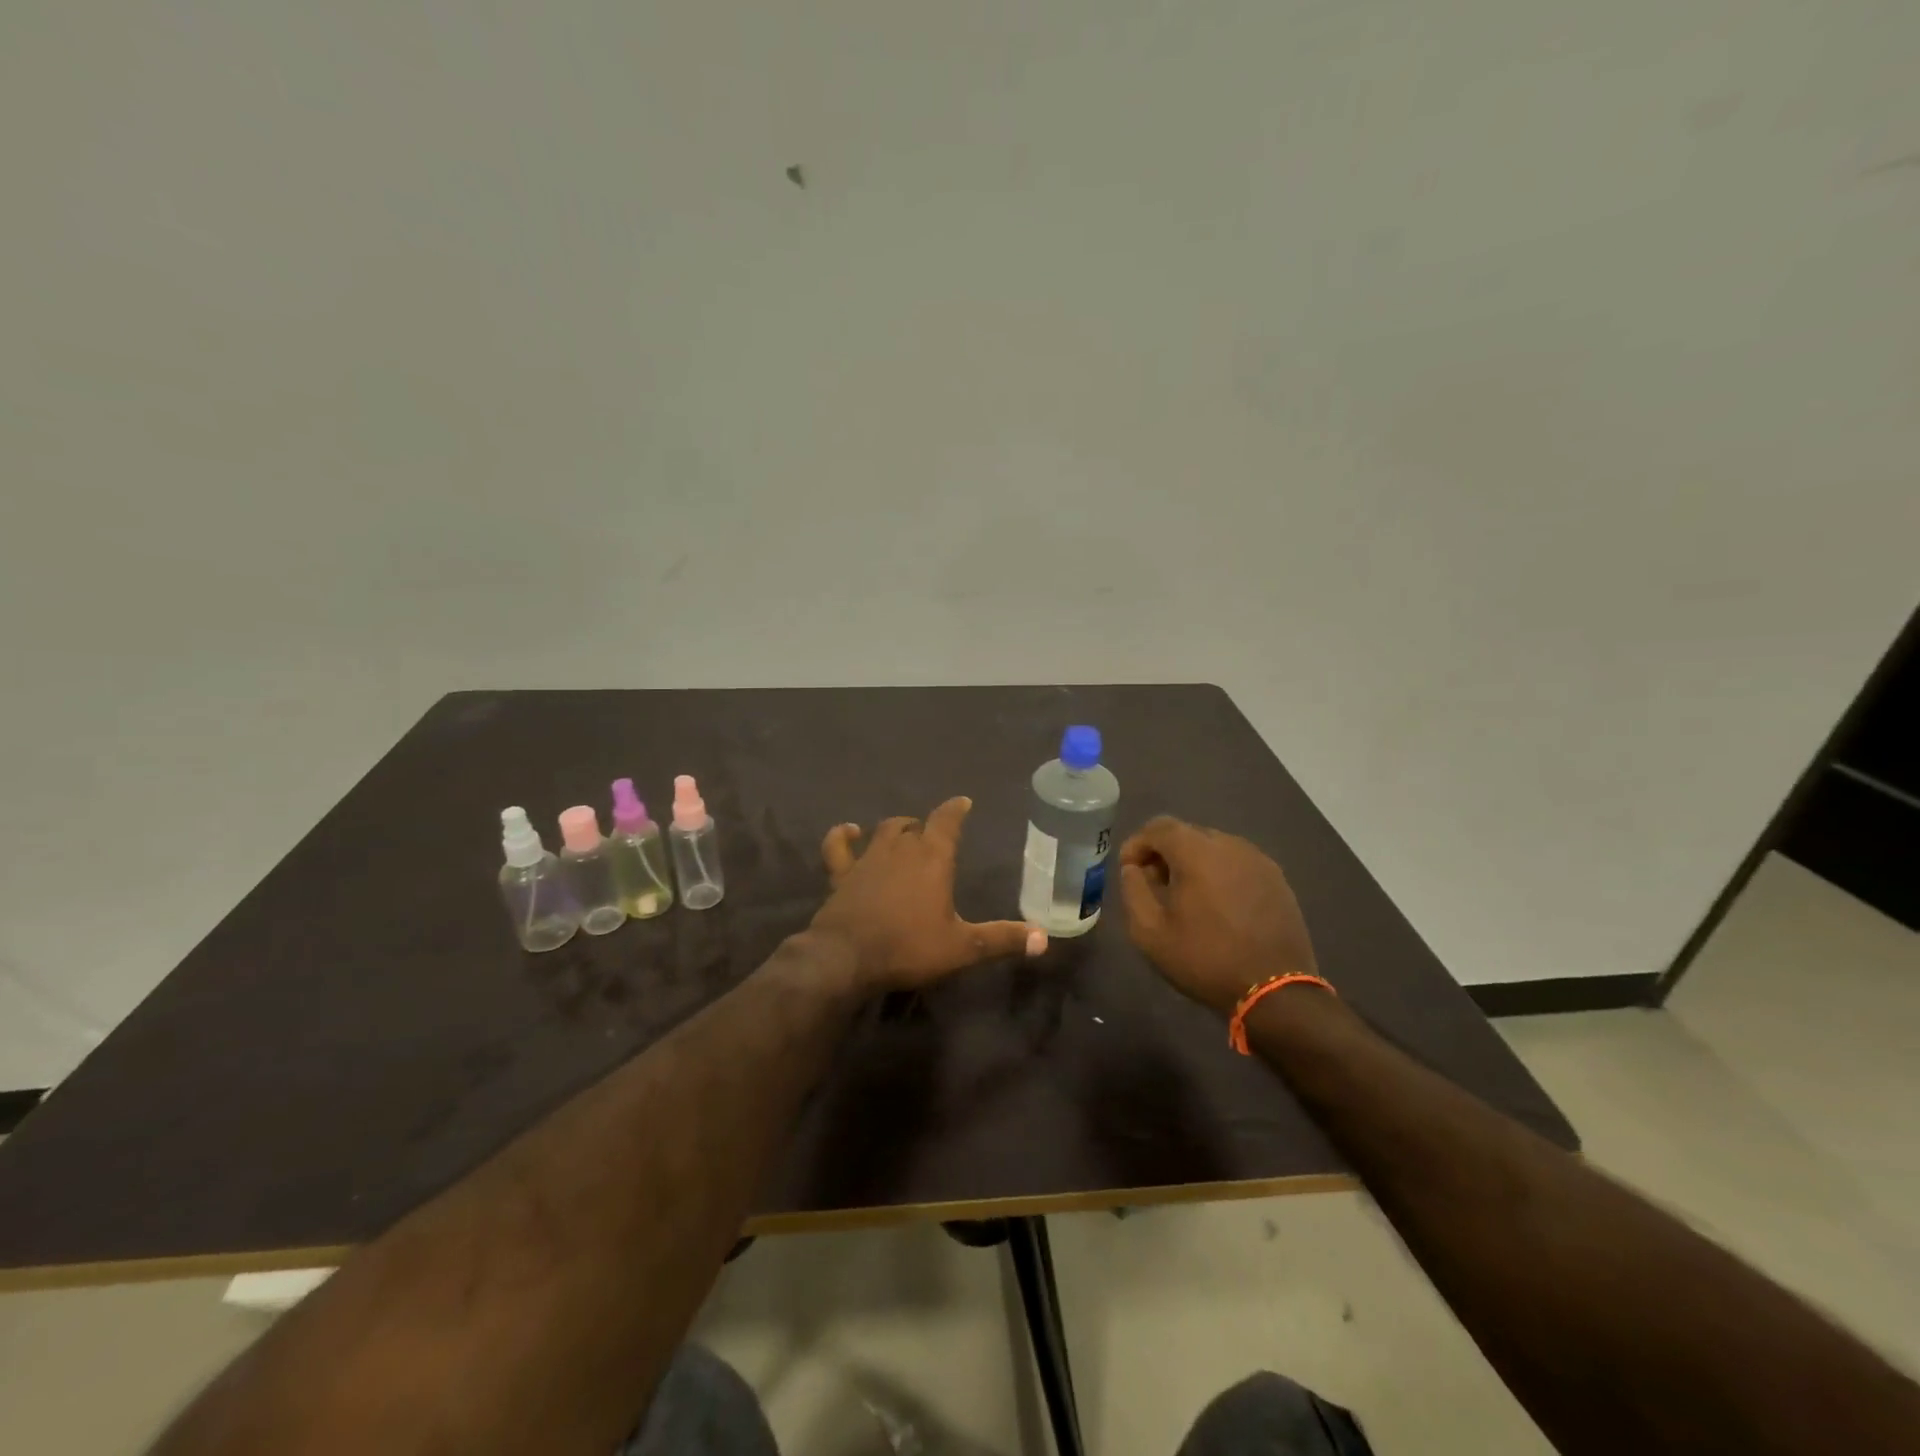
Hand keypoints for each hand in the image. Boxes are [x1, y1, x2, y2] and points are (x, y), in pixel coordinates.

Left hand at [812, 797, 1045, 991]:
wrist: (846, 958)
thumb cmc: (909, 947)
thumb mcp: (962, 948)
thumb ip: (1001, 939)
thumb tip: (1044, 939)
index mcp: (932, 858)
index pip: (947, 821)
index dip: (956, 809)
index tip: (963, 802)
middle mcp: (901, 849)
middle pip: (914, 825)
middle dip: (925, 826)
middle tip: (933, 833)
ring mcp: (868, 859)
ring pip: (884, 831)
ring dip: (896, 829)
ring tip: (903, 833)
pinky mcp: (841, 874)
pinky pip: (838, 846)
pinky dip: (842, 835)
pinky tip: (848, 831)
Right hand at [1118, 816, 1318, 1015]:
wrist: (1275, 990)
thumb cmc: (1205, 958)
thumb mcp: (1149, 931)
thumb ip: (1133, 889)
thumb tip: (1134, 868)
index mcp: (1197, 851)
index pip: (1158, 827)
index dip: (1137, 844)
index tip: (1129, 871)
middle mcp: (1230, 844)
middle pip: (1187, 834)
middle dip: (1164, 853)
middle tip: (1155, 886)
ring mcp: (1258, 860)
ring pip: (1214, 848)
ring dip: (1193, 863)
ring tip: (1187, 898)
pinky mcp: (1277, 879)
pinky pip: (1237, 864)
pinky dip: (1219, 874)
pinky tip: (1218, 906)